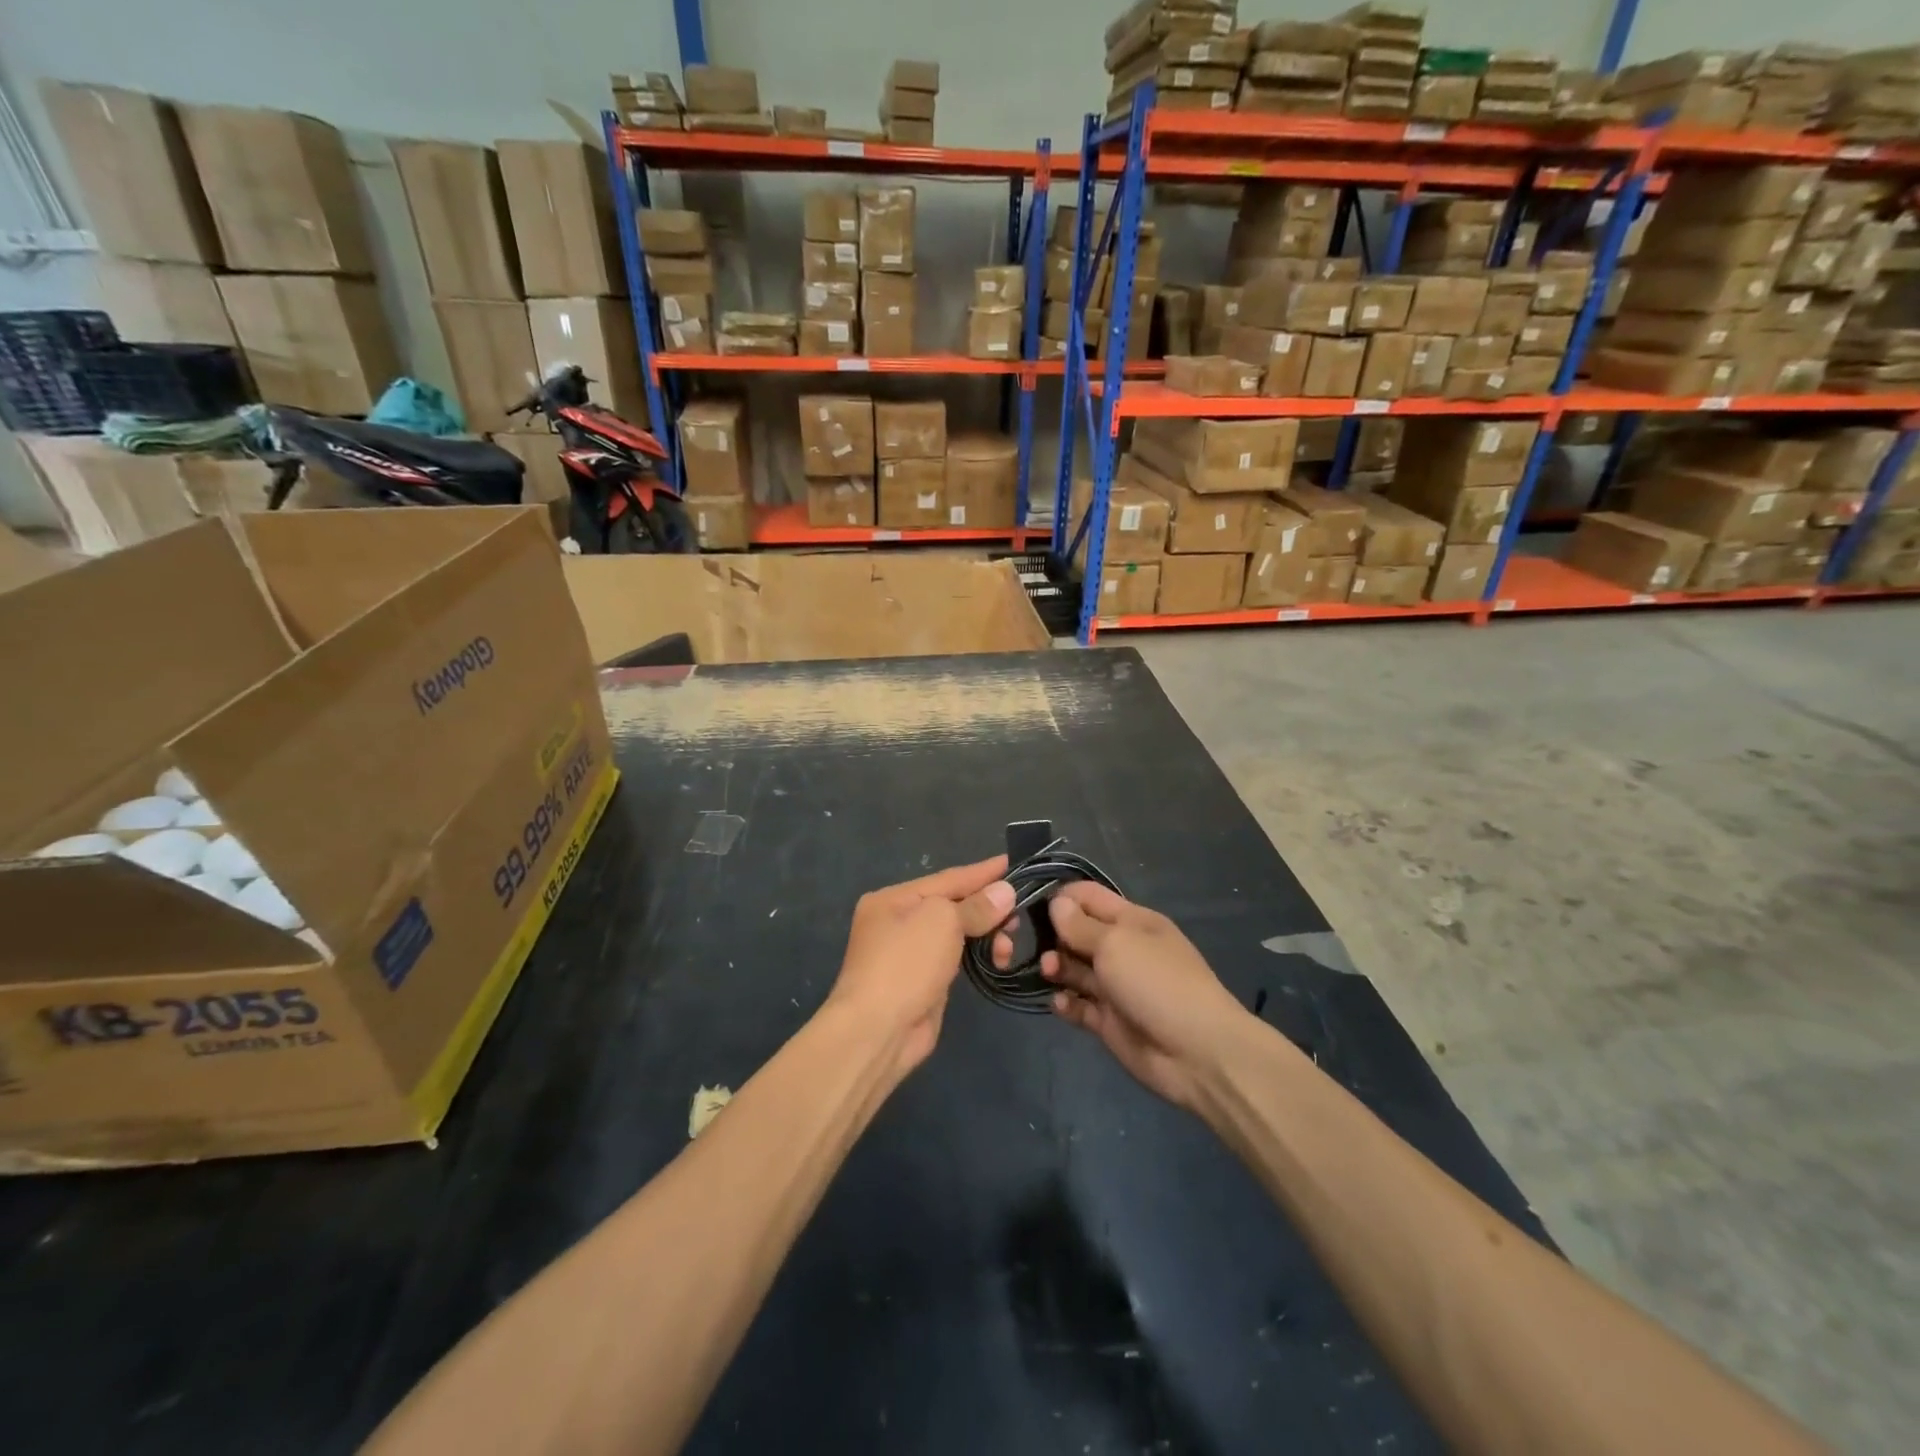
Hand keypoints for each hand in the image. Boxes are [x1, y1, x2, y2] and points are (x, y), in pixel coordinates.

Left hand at [828, 856, 1015, 1077]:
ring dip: (988, 935)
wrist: (877, 1030)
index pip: (948, 878)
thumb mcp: (942, 921)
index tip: (1014, 863)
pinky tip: (997, 959)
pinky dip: (978, 955)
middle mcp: (898, 922)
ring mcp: (910, 954)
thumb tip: (1005, 891)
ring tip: (1007, 946)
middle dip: (988, 909)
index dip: (983, 872)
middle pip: (953, 906)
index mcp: (893, 898)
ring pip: (958, 933)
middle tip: (1018, 916)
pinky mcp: (923, 982)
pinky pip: (957, 958)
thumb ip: (975, 905)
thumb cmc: (906, 963)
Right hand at [1043, 883, 1250, 1115]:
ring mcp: (1115, 986)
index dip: (1060, 897)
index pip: (1089, 897)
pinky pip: (1078, 1005)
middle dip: (1053, 935)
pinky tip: (1061, 1003)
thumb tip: (1056, 903)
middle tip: (1031, 943)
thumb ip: (1080, 925)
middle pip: (1077, 933)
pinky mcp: (1109, 1021)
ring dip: (1056, 967)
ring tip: (1049, 972)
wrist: (1197, 1053)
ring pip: (1074, 969)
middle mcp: (1122, 949)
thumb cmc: (1156, 982)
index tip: (1028, 903)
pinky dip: (1065, 1003)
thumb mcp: (1116, 943)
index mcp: (1132, 921)